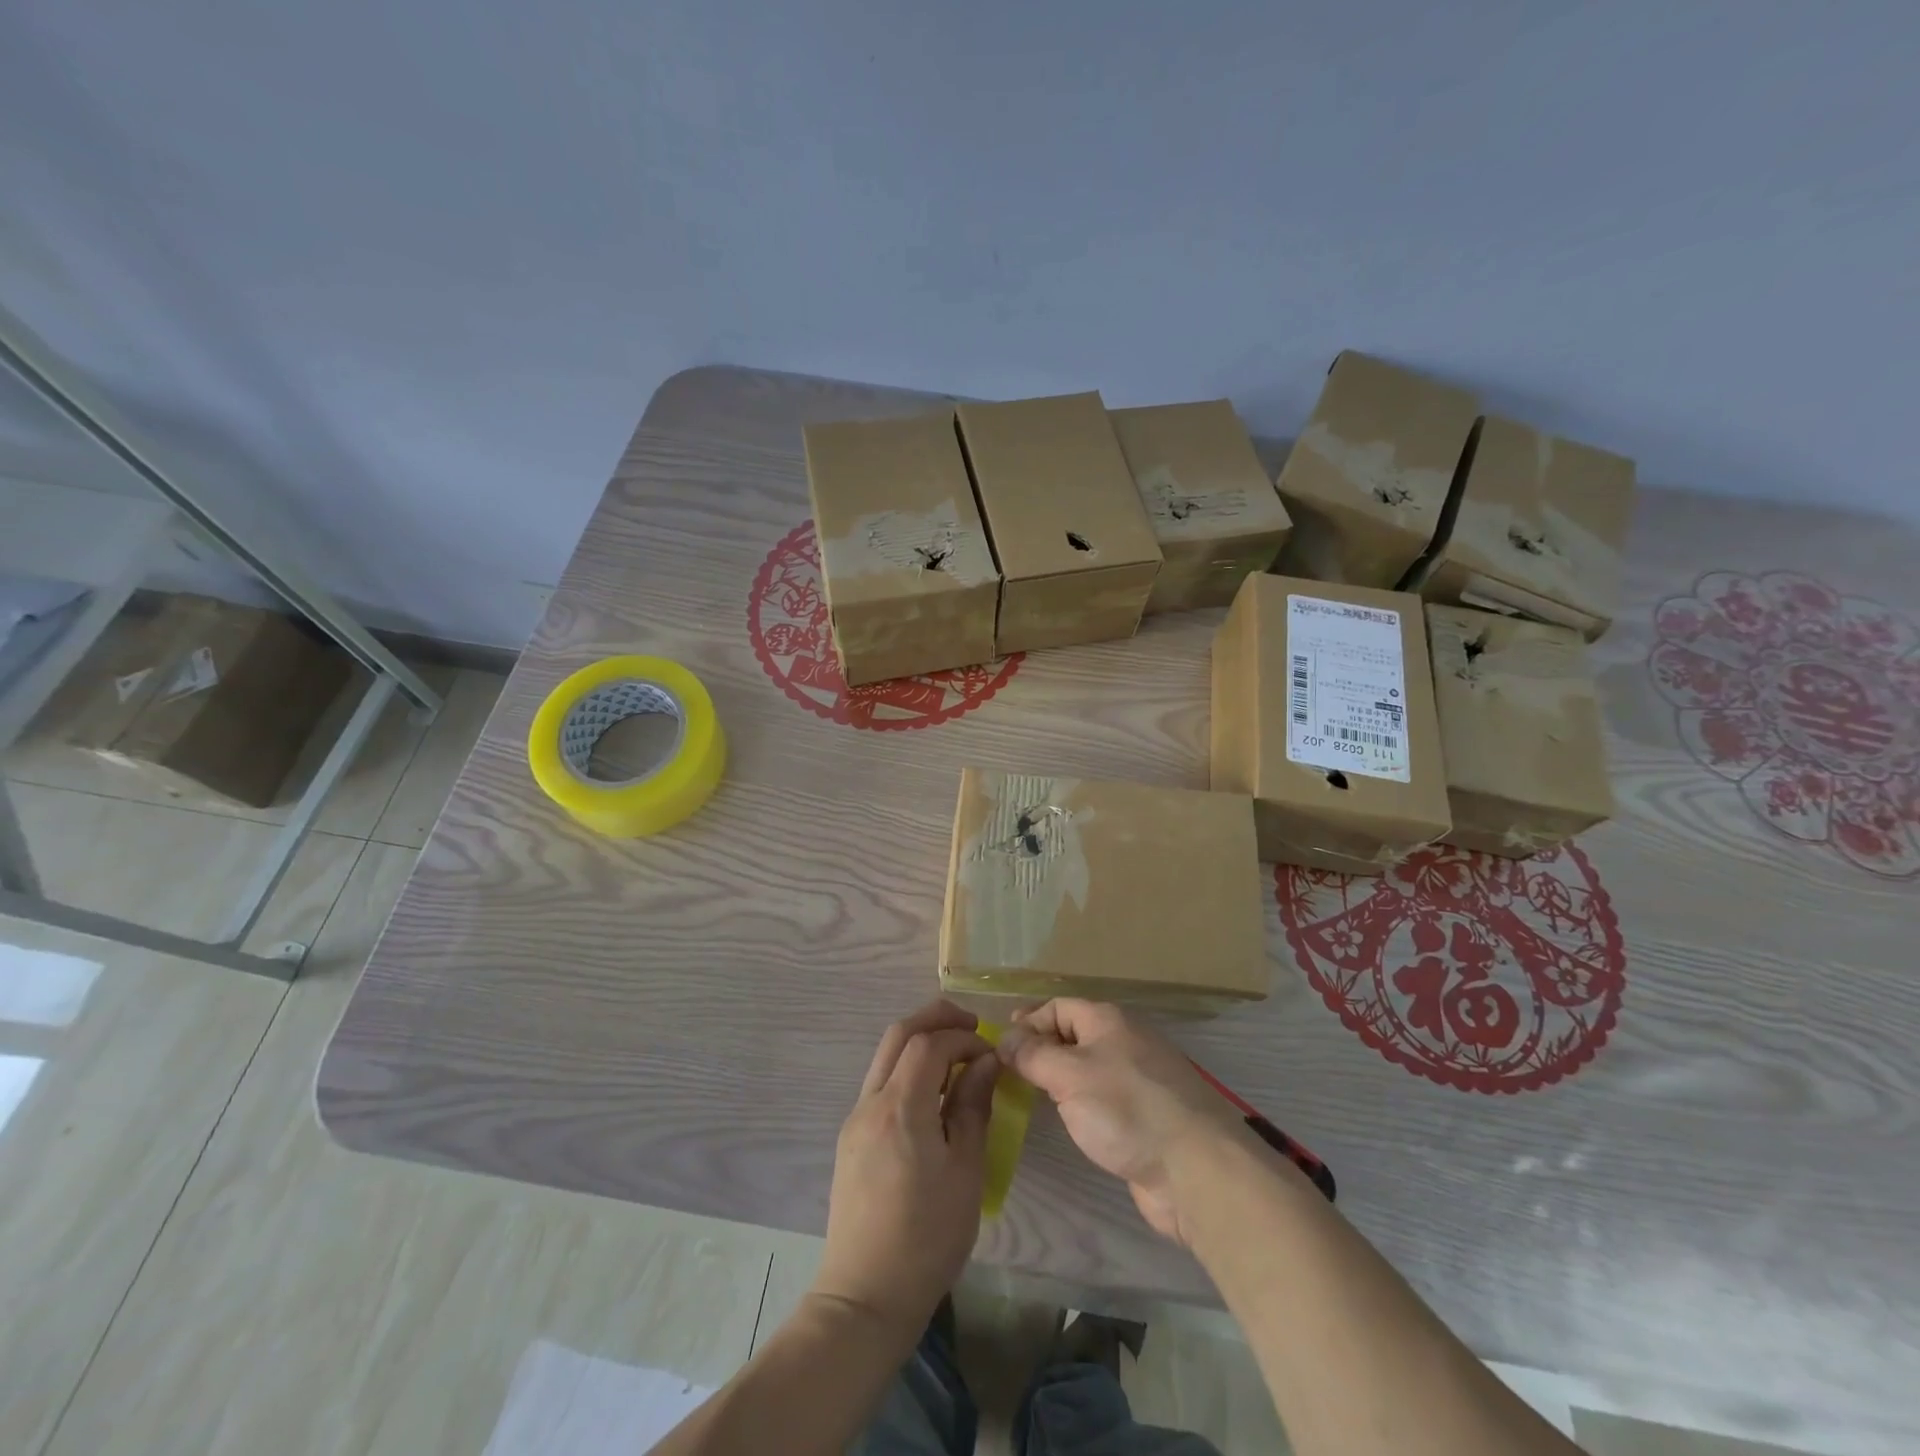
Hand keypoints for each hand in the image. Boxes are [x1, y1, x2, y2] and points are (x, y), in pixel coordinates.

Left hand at [810, 1000, 998, 1344]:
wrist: (866, 1295)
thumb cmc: (928, 1236)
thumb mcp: (966, 1170)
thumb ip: (973, 1107)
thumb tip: (985, 1062)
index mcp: (900, 1106)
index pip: (929, 1043)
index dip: (962, 1037)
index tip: (991, 1052)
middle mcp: (871, 1101)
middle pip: (899, 1035)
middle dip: (935, 1019)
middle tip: (971, 1024)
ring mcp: (856, 1119)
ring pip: (885, 1057)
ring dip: (919, 1042)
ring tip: (956, 1054)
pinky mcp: (851, 1138)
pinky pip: (880, 1084)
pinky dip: (907, 1069)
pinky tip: (931, 1092)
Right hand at [997, 999, 1243, 1245]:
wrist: (1195, 1170)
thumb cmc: (1126, 1109)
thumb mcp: (1069, 1075)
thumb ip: (1033, 1055)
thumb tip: (1005, 1039)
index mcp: (1108, 1021)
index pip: (1059, 1007)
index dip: (1028, 1021)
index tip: (1000, 1044)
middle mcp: (1124, 1043)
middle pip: (1073, 1035)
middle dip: (1040, 1048)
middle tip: (1008, 1071)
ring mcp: (1138, 1081)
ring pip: (1087, 1068)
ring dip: (1058, 1077)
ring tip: (1028, 1095)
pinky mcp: (1145, 1117)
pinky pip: (1102, 1098)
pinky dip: (1079, 1102)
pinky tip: (1065, 1120)